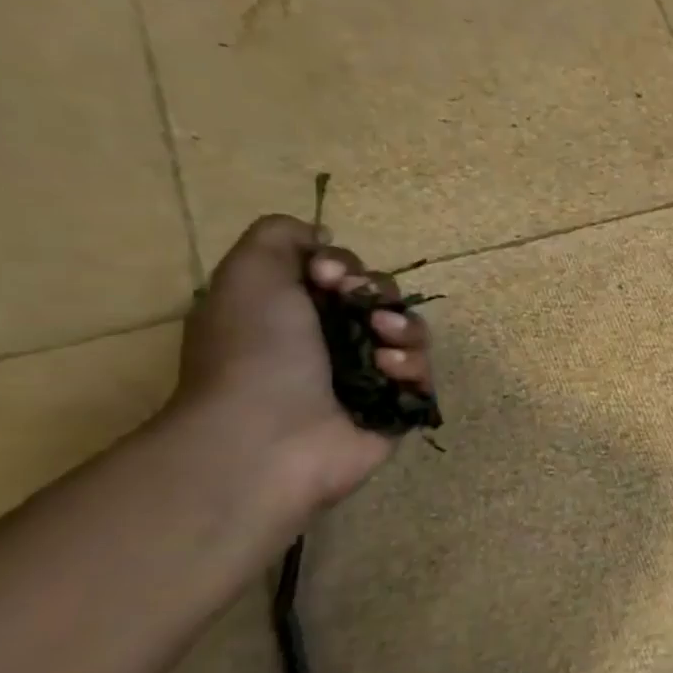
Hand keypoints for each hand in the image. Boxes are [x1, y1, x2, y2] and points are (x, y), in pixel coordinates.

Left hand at [172, 215, 434, 517]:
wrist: (269, 436)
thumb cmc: (255, 351)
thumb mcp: (249, 273)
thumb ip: (280, 236)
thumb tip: (321, 237)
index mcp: (290, 312)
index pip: (341, 274)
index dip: (344, 266)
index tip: (330, 276)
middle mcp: (326, 342)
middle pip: (381, 299)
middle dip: (381, 295)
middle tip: (364, 310)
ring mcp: (364, 377)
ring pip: (410, 334)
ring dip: (405, 329)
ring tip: (384, 345)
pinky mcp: (394, 407)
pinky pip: (423, 374)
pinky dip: (413, 367)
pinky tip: (391, 373)